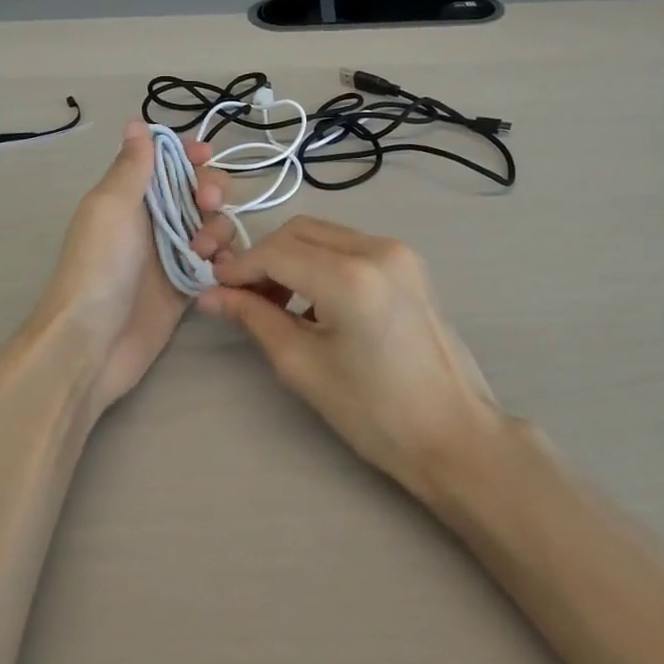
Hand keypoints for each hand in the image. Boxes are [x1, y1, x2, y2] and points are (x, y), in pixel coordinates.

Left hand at [38, 120, 226, 415]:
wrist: (93, 341)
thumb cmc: (99, 265)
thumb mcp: (111, 206)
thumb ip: (131, 166)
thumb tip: (137, 123)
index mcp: (130, 195)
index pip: (166, 161)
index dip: (188, 154)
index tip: (205, 156)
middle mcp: (152, 220)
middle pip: (196, 190)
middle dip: (211, 190)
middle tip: (207, 204)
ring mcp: (171, 254)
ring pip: (212, 226)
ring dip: (217, 230)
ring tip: (202, 253)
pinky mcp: (186, 286)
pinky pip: (217, 262)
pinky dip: (224, 260)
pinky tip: (220, 269)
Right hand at [195, 216, 508, 496]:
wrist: (452, 433)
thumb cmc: (374, 412)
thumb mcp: (303, 365)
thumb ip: (255, 319)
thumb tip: (211, 297)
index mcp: (349, 277)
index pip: (276, 252)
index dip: (239, 268)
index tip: (217, 290)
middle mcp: (377, 249)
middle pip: (300, 231)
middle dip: (264, 258)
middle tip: (244, 298)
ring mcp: (399, 252)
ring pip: (325, 234)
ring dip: (292, 258)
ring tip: (276, 303)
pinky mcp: (410, 264)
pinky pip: (351, 246)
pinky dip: (322, 262)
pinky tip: (313, 300)